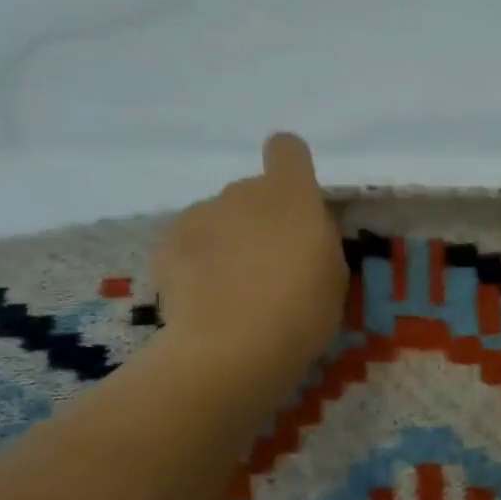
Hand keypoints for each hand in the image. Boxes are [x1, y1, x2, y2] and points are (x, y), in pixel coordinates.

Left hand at [153, 134, 347, 390]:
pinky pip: (189, 246)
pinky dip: (195, 266)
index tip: (296, 203)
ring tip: (232, 295)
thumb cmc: (300, 313)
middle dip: (260, 223)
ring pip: (218, 220)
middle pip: (252, 194)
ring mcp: (199, 215)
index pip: (288, 150)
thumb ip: (319, 241)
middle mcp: (241, 192)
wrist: (230, 349)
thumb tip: (303, 231)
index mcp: (291, 195)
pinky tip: (204, 303)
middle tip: (268, 272)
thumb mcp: (334, 278)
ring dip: (227, 245)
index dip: (291, 168)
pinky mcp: (166, 244)